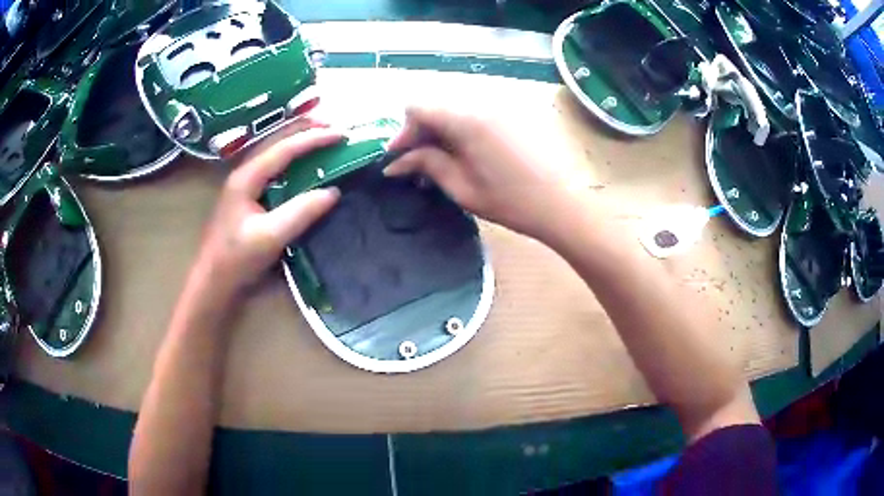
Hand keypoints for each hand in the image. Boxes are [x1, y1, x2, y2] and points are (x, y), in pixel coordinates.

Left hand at [194, 122, 343, 295]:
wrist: (212, 280)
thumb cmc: (236, 259)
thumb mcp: (270, 237)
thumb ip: (301, 212)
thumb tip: (333, 191)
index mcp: (247, 178)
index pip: (284, 149)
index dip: (313, 139)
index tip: (341, 135)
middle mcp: (244, 173)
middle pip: (276, 141)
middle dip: (305, 130)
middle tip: (334, 127)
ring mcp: (243, 184)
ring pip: (273, 151)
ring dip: (297, 140)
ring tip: (321, 136)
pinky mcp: (247, 196)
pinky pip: (272, 166)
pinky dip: (291, 157)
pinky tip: (302, 162)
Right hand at [384, 106, 578, 241]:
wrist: (560, 203)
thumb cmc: (510, 201)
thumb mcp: (462, 187)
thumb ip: (426, 165)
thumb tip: (395, 162)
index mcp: (466, 119)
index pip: (418, 107)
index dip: (402, 131)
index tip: (398, 157)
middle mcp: (481, 102)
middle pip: (435, 105)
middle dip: (419, 131)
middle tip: (415, 161)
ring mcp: (499, 105)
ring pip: (454, 109)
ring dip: (439, 130)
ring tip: (438, 160)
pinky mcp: (511, 114)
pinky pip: (474, 113)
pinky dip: (459, 129)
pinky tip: (463, 153)